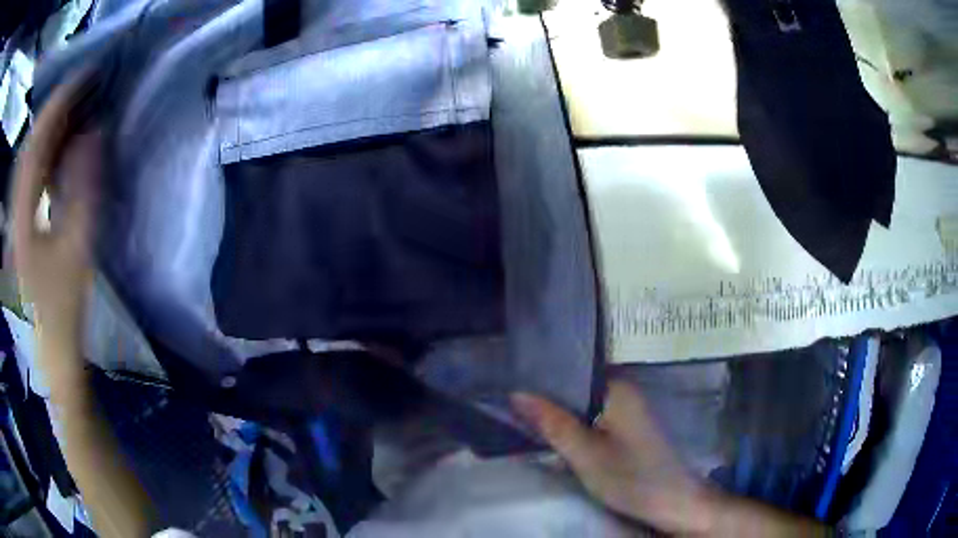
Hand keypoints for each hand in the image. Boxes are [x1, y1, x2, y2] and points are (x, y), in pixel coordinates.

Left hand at [12, 75, 100, 388]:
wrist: (50, 355)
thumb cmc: (62, 313)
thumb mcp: (76, 254)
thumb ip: (83, 191)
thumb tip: (94, 133)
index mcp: (21, 214)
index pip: (36, 141)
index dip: (59, 102)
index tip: (86, 73)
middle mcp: (14, 209)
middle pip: (30, 143)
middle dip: (55, 107)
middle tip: (84, 83)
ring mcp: (15, 217)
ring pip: (29, 156)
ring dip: (50, 125)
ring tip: (75, 104)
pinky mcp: (20, 225)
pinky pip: (30, 174)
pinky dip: (45, 150)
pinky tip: (59, 143)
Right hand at [512, 380, 712, 533]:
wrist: (674, 503)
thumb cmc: (632, 477)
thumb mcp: (585, 454)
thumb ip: (552, 422)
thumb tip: (517, 394)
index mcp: (618, 387)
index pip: (570, 369)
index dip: (540, 378)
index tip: (509, 386)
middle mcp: (625, 390)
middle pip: (576, 387)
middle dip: (547, 398)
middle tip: (511, 407)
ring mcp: (629, 409)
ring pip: (584, 404)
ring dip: (560, 413)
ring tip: (525, 418)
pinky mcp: (630, 427)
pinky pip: (595, 417)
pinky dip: (576, 425)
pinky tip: (557, 435)